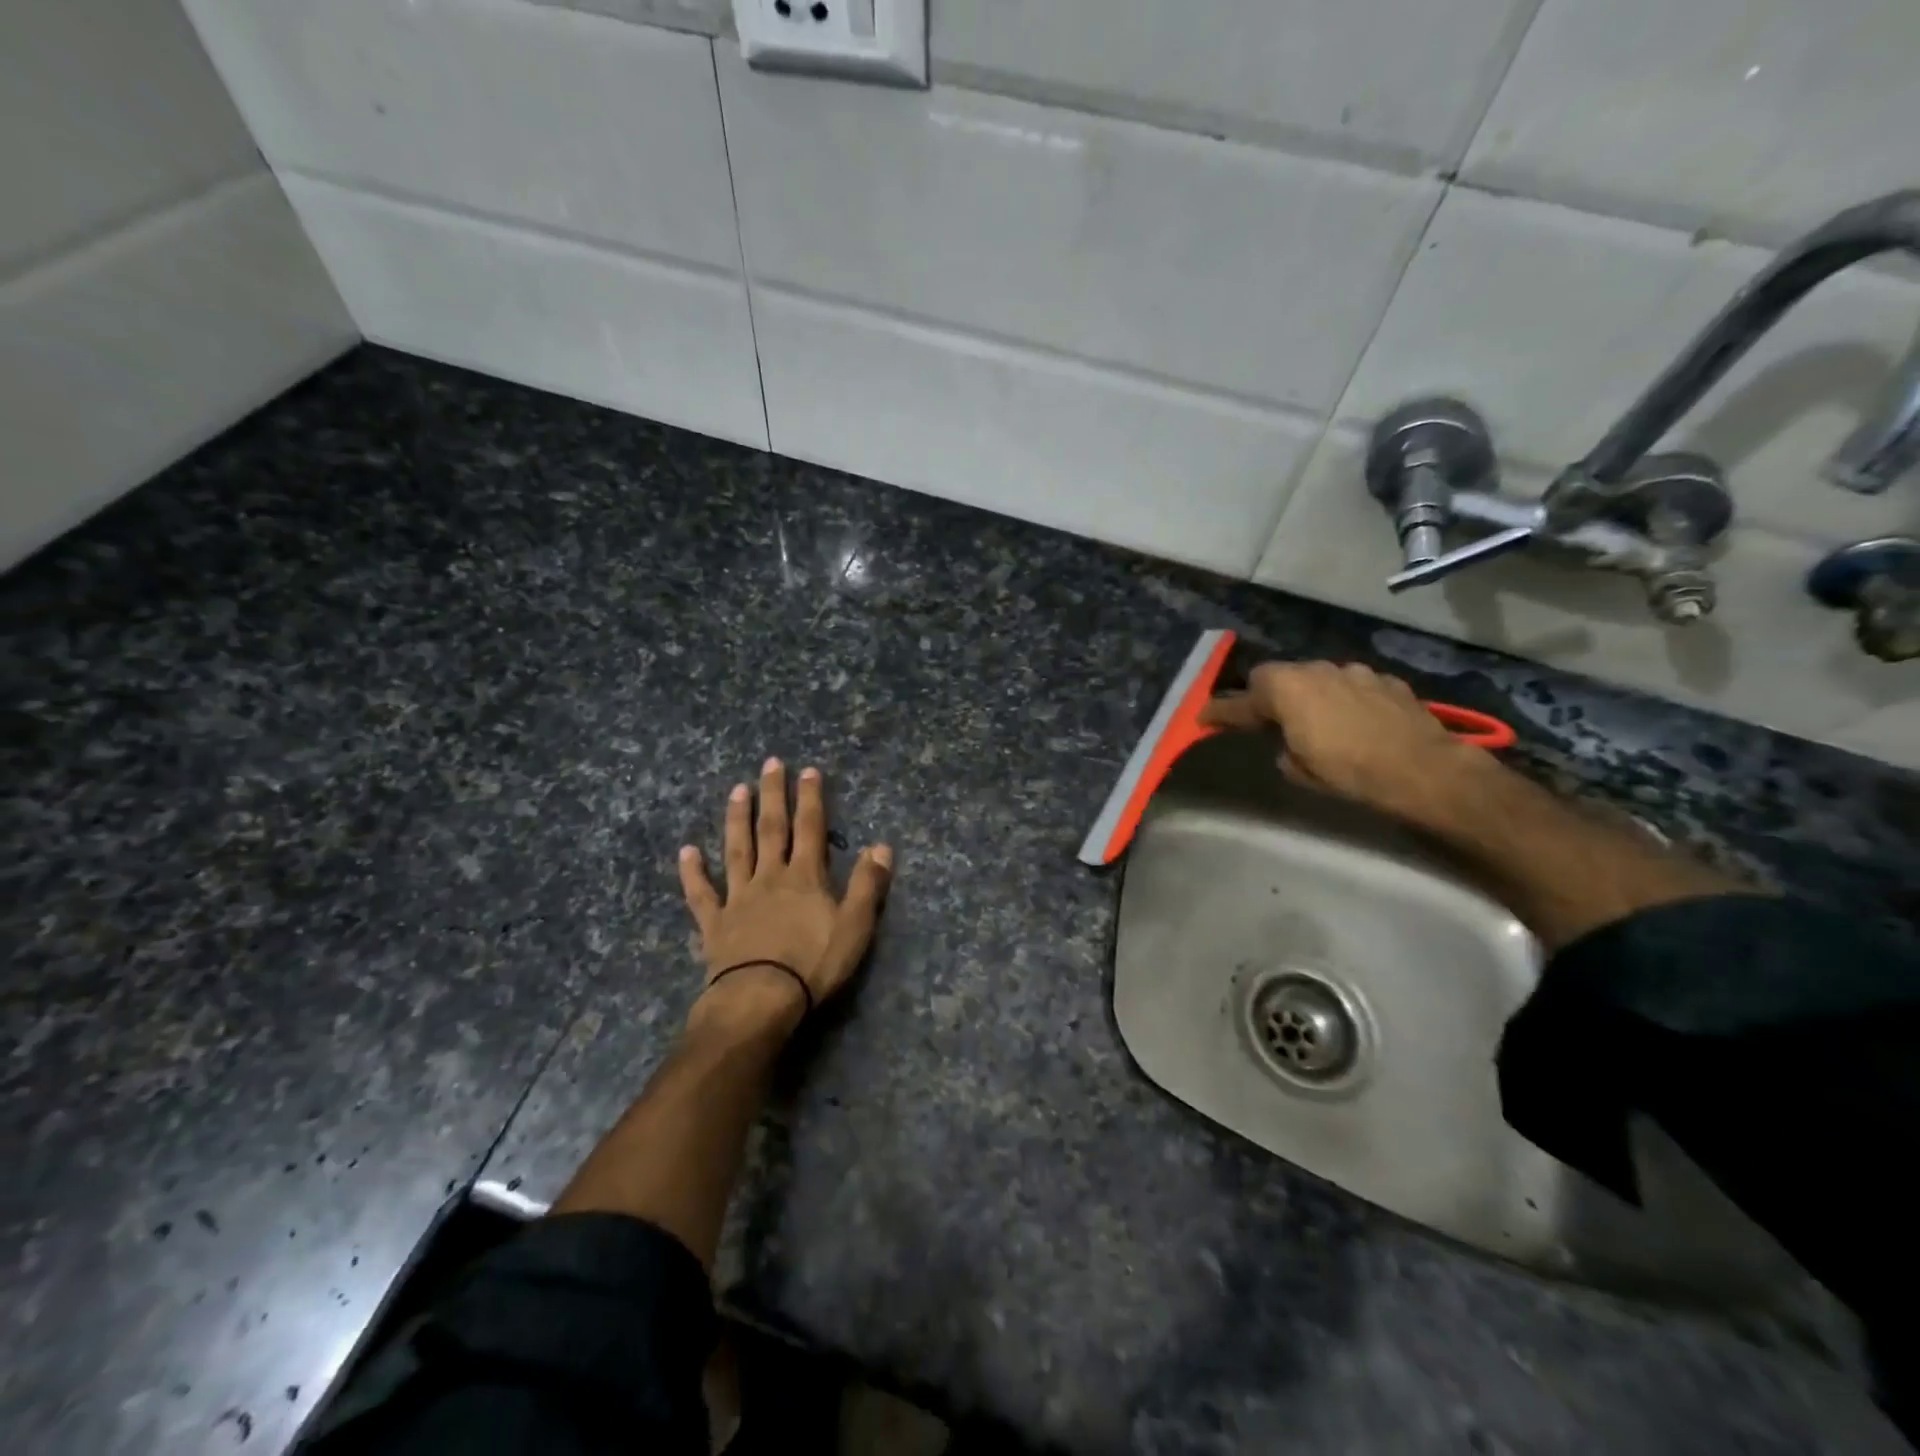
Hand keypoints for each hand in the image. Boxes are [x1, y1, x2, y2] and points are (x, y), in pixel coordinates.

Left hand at [678, 758, 892, 1024]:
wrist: (760, 999)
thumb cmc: (813, 964)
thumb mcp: (855, 925)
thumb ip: (868, 884)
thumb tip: (882, 845)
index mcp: (805, 877)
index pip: (810, 828)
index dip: (811, 798)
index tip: (808, 770)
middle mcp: (770, 877)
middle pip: (772, 829)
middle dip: (773, 795)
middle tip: (769, 764)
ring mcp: (739, 898)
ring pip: (737, 850)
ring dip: (737, 819)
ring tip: (736, 790)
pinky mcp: (715, 923)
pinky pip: (702, 893)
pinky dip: (693, 872)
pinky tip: (686, 851)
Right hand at [1198, 660, 1489, 827]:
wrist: (1423, 769)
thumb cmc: (1350, 771)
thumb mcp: (1301, 770)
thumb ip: (1285, 750)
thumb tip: (1290, 746)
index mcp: (1286, 689)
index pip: (1242, 699)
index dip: (1221, 711)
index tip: (1204, 718)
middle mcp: (1317, 670)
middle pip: (1280, 677)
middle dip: (1270, 696)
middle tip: (1266, 719)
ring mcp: (1355, 672)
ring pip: (1319, 678)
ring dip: (1311, 696)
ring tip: (1317, 721)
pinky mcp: (1386, 681)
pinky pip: (1352, 687)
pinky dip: (1345, 700)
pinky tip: (1355, 722)